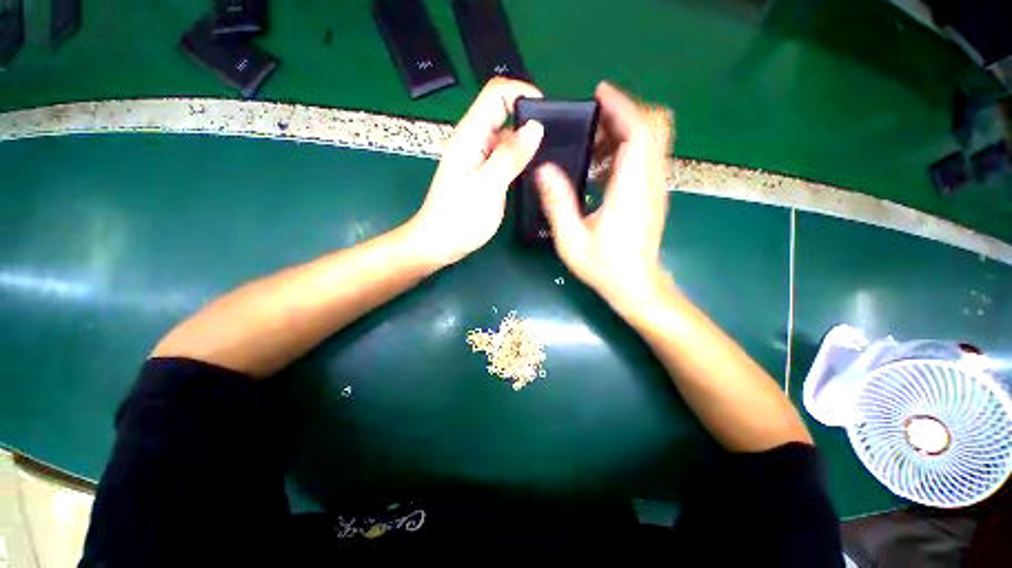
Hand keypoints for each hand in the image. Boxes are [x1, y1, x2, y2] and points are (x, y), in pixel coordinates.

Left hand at [408, 78, 544, 267]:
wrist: (439, 243)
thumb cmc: (458, 219)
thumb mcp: (487, 187)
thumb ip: (510, 157)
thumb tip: (535, 128)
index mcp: (470, 137)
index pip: (496, 94)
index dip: (523, 94)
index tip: (547, 115)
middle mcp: (474, 140)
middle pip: (503, 111)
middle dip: (529, 118)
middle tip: (553, 141)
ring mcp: (478, 157)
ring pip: (506, 135)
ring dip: (526, 140)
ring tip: (546, 157)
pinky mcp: (483, 172)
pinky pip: (504, 155)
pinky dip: (520, 157)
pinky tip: (531, 171)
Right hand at [536, 82, 672, 314]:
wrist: (636, 286)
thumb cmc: (605, 267)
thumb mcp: (572, 240)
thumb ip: (558, 204)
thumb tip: (543, 169)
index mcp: (630, 189)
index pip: (637, 132)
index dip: (621, 106)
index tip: (599, 93)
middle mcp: (649, 182)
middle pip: (651, 128)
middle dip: (623, 114)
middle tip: (590, 121)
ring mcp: (655, 187)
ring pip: (650, 141)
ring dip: (623, 132)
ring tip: (591, 143)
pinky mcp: (652, 194)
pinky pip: (645, 158)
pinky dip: (625, 150)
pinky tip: (600, 168)